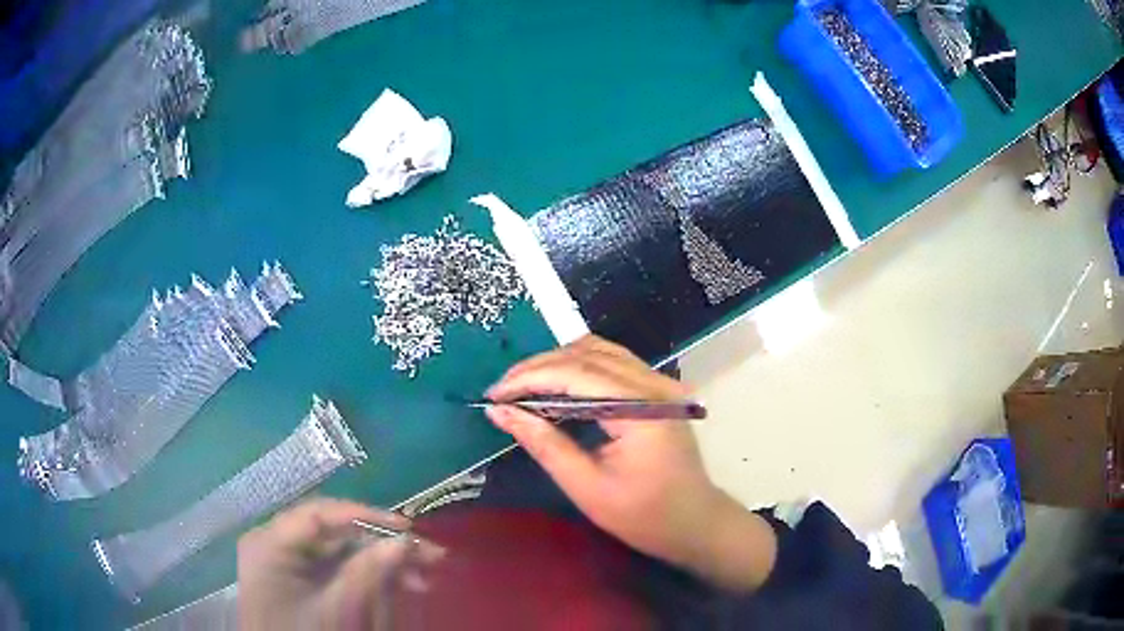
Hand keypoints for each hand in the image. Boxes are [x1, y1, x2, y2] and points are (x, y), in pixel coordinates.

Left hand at [238, 498, 443, 630]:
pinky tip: (399, 584)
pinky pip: (337, 567)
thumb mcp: (335, 609)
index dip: (365, 516)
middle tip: (428, 558)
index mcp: (270, 542)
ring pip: (341, 551)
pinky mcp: (299, 577)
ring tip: (422, 578)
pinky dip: (368, 575)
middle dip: (382, 546)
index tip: (407, 529)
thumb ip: (367, 574)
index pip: (320, 514)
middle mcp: (276, 542)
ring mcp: (287, 560)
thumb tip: (405, 542)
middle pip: (336, 533)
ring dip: (381, 562)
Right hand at [486, 335, 776, 591]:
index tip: (494, 396)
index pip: (576, 373)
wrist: (694, 522)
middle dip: (537, 368)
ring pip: (598, 350)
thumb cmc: (644, 515)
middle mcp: (653, 384)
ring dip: (556, 363)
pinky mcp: (656, 389)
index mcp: (641, 409)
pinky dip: (577, 367)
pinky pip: (611, 362)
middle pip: (586, 354)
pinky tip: (554, 387)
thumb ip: (544, 444)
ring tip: (521, 388)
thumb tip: (500, 412)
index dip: (529, 378)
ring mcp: (659, 383)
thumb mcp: (587, 487)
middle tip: (502, 393)